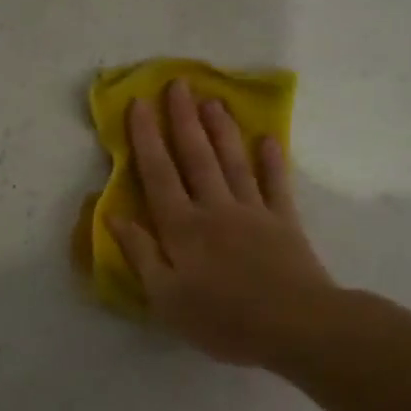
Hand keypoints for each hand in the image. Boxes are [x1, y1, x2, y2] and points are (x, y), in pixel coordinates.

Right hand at [110, 79, 343, 371]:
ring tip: (212, 99)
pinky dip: (271, 160)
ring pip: (232, 161)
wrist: (297, 327)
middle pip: (195, 156)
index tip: (138, 104)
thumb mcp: (166, 297)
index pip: (158, 173)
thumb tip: (113, 216)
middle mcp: (214, 208)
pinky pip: (275, 183)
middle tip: (177, 83)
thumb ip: (140, 253)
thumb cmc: (222, 319)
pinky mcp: (285, 222)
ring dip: (221, 129)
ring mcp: (253, 211)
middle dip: (183, 119)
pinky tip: (268, 138)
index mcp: (181, 227)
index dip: (146, 138)